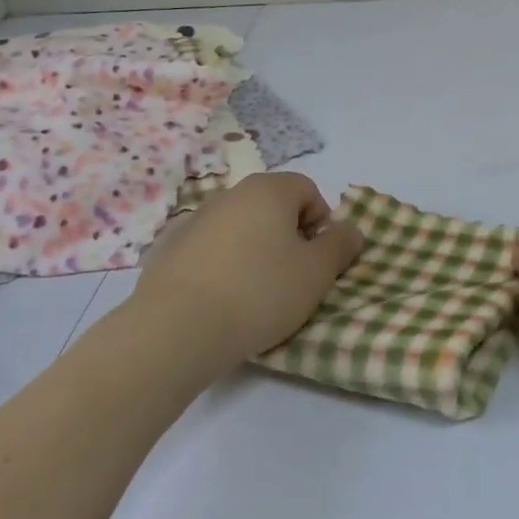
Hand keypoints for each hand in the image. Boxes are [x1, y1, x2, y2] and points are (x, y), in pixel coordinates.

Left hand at [132, 172, 363, 364]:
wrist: (176, 329)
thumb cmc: (260, 292)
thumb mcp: (316, 273)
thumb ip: (340, 246)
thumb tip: (349, 229)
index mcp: (268, 190)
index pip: (308, 190)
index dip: (320, 224)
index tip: (316, 260)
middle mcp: (230, 194)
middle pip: (273, 208)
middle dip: (288, 238)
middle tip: (291, 279)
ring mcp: (195, 220)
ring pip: (240, 229)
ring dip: (254, 252)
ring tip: (254, 296)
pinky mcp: (169, 249)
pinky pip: (210, 250)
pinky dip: (221, 267)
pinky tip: (220, 301)